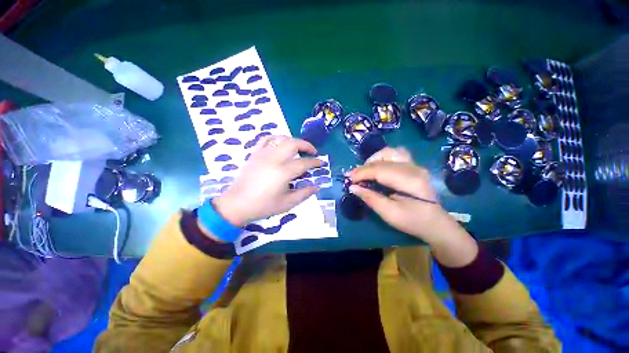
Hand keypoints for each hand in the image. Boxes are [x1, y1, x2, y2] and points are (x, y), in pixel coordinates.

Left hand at [213, 136, 322, 226]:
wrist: (237, 204)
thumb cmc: (263, 205)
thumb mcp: (287, 203)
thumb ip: (304, 193)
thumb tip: (317, 186)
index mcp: (283, 172)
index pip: (304, 163)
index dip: (315, 162)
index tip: (322, 162)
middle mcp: (274, 159)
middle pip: (293, 143)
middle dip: (306, 145)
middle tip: (312, 152)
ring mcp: (263, 154)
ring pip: (281, 138)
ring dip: (293, 141)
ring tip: (298, 148)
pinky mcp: (255, 153)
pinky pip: (267, 139)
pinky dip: (277, 139)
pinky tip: (280, 145)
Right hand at [347, 147, 477, 266]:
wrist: (435, 223)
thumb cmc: (413, 221)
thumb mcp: (389, 214)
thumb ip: (370, 198)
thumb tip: (352, 187)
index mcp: (409, 181)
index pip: (379, 170)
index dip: (361, 173)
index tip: (349, 179)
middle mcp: (413, 168)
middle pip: (383, 159)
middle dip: (364, 167)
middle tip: (354, 177)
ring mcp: (415, 165)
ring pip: (390, 152)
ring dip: (373, 159)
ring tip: (365, 170)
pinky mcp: (413, 166)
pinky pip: (395, 155)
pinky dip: (382, 158)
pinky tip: (377, 167)